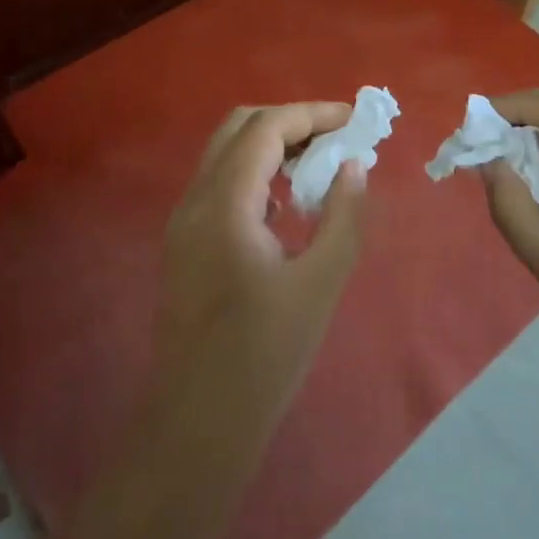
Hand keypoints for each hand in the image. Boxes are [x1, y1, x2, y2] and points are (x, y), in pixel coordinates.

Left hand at [157, 103, 367, 431]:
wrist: (196, 424)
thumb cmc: (263, 357)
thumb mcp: (319, 285)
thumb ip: (343, 218)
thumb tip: (354, 166)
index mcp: (224, 203)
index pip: (265, 128)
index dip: (311, 114)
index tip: (354, 120)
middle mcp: (195, 199)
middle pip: (240, 127)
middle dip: (290, 121)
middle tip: (336, 138)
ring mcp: (184, 221)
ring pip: (226, 153)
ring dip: (272, 144)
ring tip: (319, 162)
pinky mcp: (185, 242)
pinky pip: (221, 182)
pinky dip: (256, 171)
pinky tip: (288, 200)